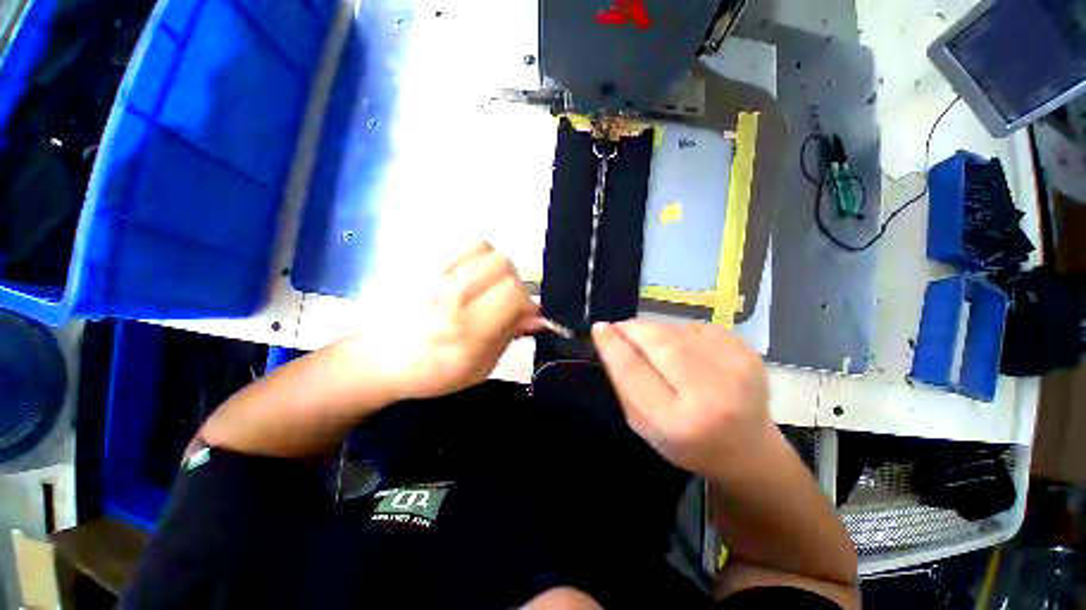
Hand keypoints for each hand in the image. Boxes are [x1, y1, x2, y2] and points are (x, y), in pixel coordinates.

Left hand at [345, 242, 543, 401]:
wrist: (377, 359)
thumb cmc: (432, 372)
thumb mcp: (480, 367)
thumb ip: (509, 335)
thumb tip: (537, 315)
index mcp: (463, 329)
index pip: (513, 292)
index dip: (526, 301)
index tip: (523, 313)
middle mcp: (446, 296)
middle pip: (501, 264)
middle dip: (512, 282)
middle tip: (502, 299)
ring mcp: (428, 274)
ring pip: (482, 246)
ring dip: (492, 265)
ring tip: (482, 284)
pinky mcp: (415, 261)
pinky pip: (456, 243)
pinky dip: (470, 257)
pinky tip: (462, 275)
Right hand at [591, 321, 772, 478]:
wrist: (748, 449)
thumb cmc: (686, 441)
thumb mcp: (643, 423)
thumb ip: (623, 380)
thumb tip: (607, 334)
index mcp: (678, 422)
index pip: (633, 369)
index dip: (613, 344)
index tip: (599, 328)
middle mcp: (711, 393)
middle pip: (658, 340)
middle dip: (633, 329)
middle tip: (621, 330)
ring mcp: (736, 367)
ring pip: (675, 329)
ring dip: (656, 332)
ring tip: (656, 350)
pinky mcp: (747, 350)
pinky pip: (695, 328)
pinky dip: (679, 334)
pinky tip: (684, 352)